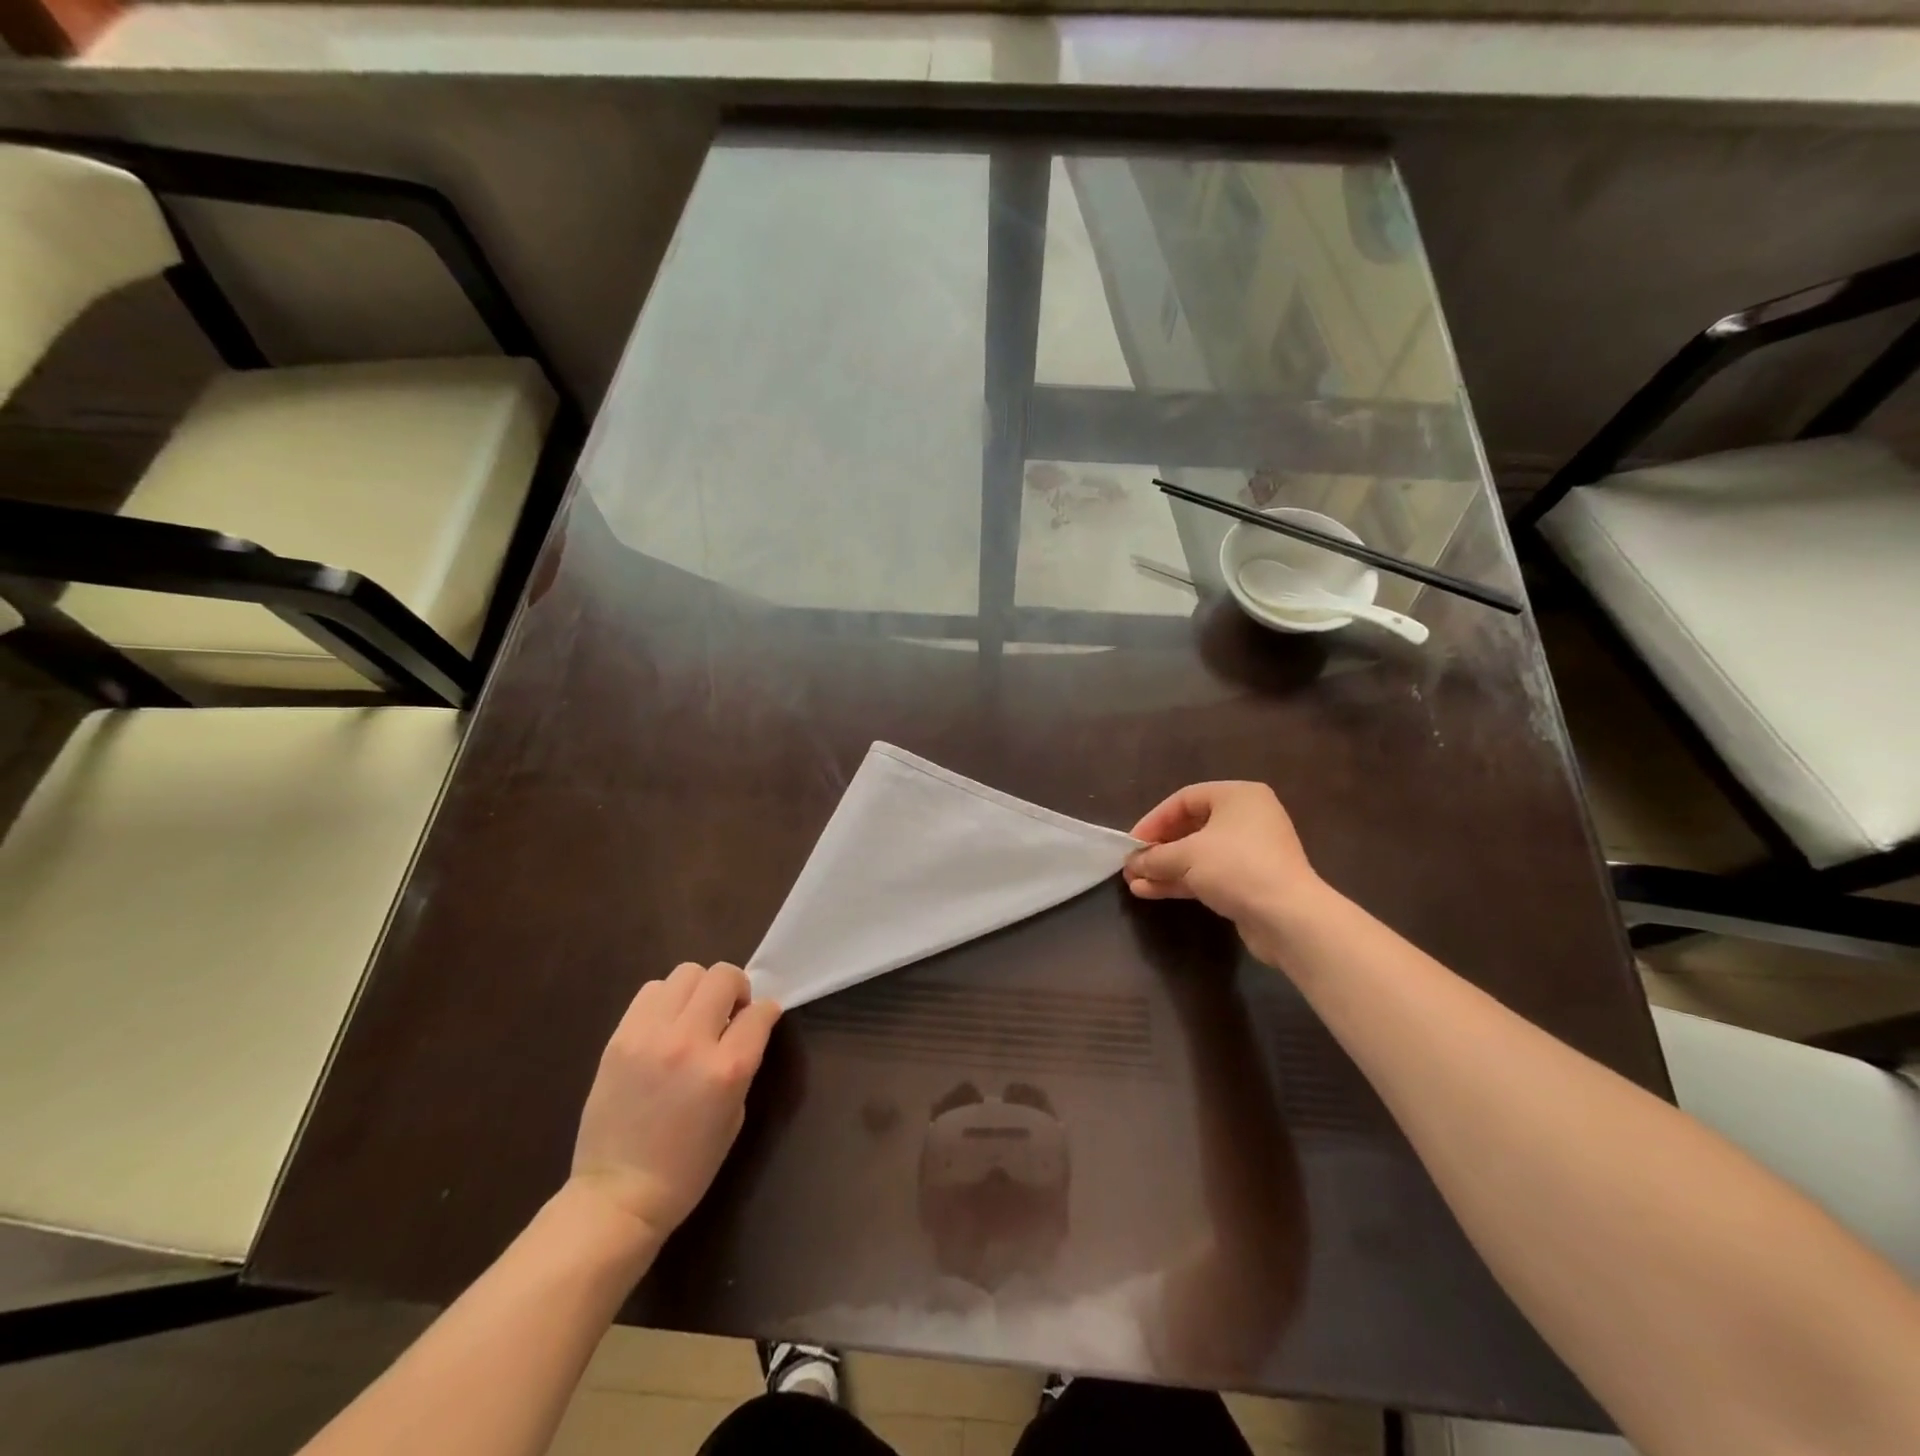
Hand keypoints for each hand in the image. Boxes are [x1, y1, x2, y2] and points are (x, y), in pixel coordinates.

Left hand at [571, 962, 780, 1243]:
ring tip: (693, 1017)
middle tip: (728, 1014)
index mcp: (727, 1068)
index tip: (760, 1021)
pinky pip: (650, 990)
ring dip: (699, 990)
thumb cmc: (687, 1167)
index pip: (760, 1011)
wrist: (618, 1195)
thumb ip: (743, 1063)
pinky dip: (666, 999)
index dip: (766, 1012)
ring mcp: (651, 1035)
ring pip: (687, 972)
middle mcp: (691, 1041)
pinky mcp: (620, 1037)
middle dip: (736, 988)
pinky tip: (665, 1026)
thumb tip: (745, 1027)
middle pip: (723, 976)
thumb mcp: (734, 1115)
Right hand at [1125, 782, 1325, 965]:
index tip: (1132, 843)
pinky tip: (1151, 892)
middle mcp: (1247, 818)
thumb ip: (1155, 856)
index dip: (1154, 820)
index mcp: (1238, 797)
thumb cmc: (1236, 868)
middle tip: (1133, 863)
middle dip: (1158, 848)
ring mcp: (1251, 852)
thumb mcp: (1186, 856)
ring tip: (1134, 882)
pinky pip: (1209, 874)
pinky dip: (1182, 880)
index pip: (1184, 799)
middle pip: (1191, 827)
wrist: (1288, 918)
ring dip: (1165, 868)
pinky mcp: (1251, 881)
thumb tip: (1132, 863)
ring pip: (1198, 854)